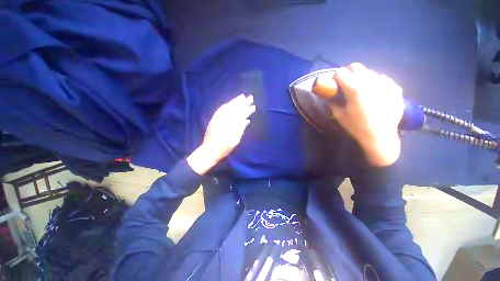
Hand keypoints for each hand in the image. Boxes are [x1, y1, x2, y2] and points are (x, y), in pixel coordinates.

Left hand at [187, 94, 254, 173]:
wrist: (210, 150)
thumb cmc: (224, 147)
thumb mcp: (235, 139)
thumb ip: (240, 128)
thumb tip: (246, 120)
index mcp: (231, 123)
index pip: (241, 114)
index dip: (247, 109)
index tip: (253, 105)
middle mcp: (224, 118)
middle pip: (235, 108)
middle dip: (243, 102)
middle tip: (249, 97)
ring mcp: (218, 118)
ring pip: (228, 107)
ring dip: (235, 101)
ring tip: (241, 97)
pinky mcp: (214, 119)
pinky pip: (221, 109)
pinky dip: (227, 105)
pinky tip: (230, 104)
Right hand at [314, 63, 403, 165]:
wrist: (380, 136)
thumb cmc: (357, 127)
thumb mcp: (339, 115)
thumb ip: (333, 102)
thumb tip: (329, 95)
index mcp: (355, 89)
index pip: (340, 73)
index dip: (335, 78)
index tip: (335, 85)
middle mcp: (370, 82)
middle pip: (356, 66)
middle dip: (348, 73)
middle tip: (347, 84)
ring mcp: (385, 83)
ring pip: (369, 71)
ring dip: (362, 78)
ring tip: (362, 91)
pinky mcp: (395, 87)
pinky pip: (382, 78)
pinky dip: (375, 83)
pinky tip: (375, 94)